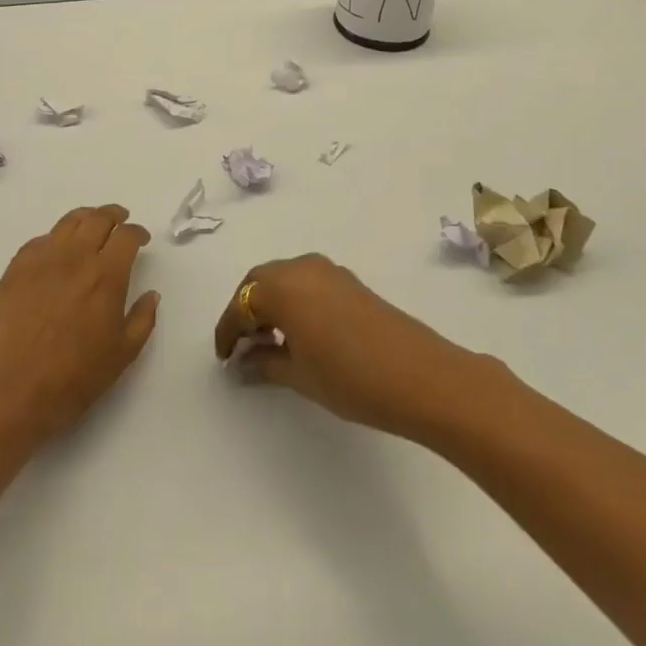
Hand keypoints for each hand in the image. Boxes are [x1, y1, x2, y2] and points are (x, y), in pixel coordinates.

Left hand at [0, 204, 159, 442]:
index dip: (138, 232)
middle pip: (98, 218)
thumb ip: (143, 319)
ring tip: (91, 226)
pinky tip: (57, 251)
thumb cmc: (76, 376)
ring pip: (68, 222)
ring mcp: (42, 260)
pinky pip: (39, 241)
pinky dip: (55, 239)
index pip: (127, 235)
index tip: (141, 239)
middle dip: (114, 215)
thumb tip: (151, 294)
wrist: (16, 391)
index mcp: (106, 275)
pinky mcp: (16, 269)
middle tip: (120, 221)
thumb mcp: (124, 353)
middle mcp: (75, 257)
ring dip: (86, 219)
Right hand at [212, 254, 485, 440]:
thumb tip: (243, 361)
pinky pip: (306, 282)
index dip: (227, 332)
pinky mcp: (349, 281)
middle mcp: (301, 268)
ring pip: (284, 279)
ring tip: (269, 341)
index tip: (224, 358)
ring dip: (270, 303)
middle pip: (259, 282)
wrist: (421, 376)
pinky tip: (300, 332)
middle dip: (246, 310)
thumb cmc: (350, 377)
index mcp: (281, 286)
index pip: (240, 305)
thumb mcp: (298, 375)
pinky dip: (293, 301)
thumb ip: (264, 362)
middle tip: (241, 345)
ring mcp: (328, 271)